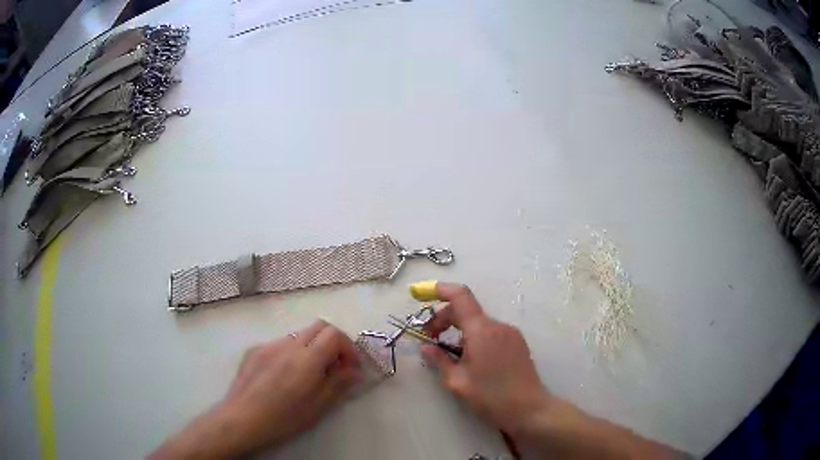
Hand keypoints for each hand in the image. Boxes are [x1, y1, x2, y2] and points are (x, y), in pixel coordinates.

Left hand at [150, 320, 360, 458]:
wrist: (242, 418)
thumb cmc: (284, 418)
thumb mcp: (318, 406)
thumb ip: (339, 384)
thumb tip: (354, 371)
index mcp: (307, 358)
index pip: (334, 334)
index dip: (348, 347)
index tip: (349, 367)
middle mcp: (288, 344)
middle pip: (319, 326)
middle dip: (333, 342)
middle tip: (335, 366)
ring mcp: (269, 345)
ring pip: (299, 334)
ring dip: (312, 347)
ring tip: (309, 374)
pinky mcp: (254, 350)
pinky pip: (280, 344)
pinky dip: (292, 353)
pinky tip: (284, 375)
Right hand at [421, 283, 550, 438]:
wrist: (529, 409)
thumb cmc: (491, 397)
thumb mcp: (458, 382)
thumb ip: (440, 360)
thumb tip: (426, 347)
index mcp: (481, 331)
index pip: (460, 296)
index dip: (440, 290)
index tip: (422, 295)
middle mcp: (498, 325)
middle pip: (467, 310)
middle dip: (445, 319)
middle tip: (430, 340)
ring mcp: (511, 333)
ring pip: (479, 323)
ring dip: (460, 330)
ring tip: (451, 354)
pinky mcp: (518, 342)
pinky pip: (491, 332)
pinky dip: (475, 337)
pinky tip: (471, 359)